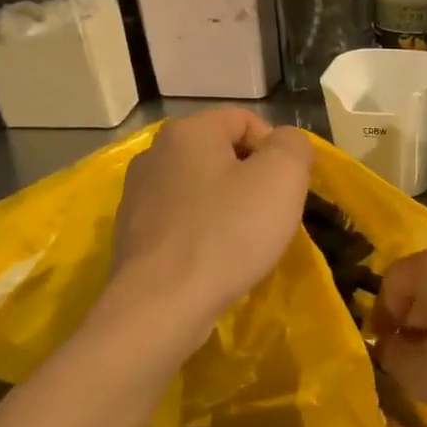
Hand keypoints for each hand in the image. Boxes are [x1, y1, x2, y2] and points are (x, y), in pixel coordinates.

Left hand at [105, 109, 313, 334]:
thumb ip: (294, 145)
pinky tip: (215, 260)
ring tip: (244, 242)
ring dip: (229, 207)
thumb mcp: (283, 178)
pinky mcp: (132, 235)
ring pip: (202, 189)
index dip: (276, 150)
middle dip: (253, 180)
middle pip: (222, 154)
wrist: (161, 307)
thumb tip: (286, 143)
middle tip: (272, 216)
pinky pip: (182, 221)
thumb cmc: (228, 234)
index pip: (246, 120)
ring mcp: (137, 196)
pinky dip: (204, 233)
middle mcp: (154, 153)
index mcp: (188, 131)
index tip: (287, 189)